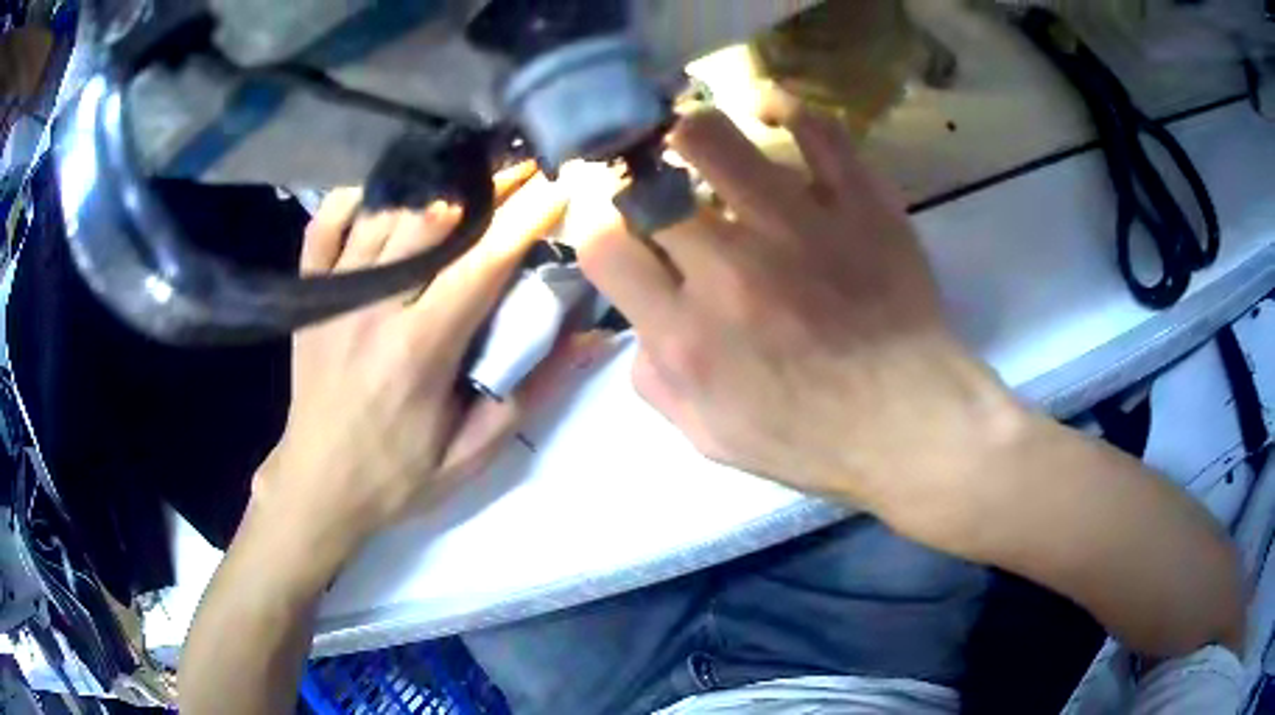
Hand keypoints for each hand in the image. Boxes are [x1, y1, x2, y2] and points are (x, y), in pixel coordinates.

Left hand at [250, 164, 581, 567]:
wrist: (318, 486)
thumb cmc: (398, 477)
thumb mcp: (471, 455)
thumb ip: (529, 394)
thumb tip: (589, 340)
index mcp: (418, 350)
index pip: (481, 264)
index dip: (526, 218)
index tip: (559, 184)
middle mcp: (372, 308)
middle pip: (435, 224)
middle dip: (488, 189)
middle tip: (523, 167)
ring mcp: (333, 296)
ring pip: (386, 216)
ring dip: (433, 190)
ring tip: (469, 174)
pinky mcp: (308, 296)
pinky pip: (325, 227)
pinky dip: (354, 200)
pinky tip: (382, 193)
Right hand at [573, 103, 1024, 517]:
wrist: (911, 423)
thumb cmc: (813, 440)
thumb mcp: (708, 437)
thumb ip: (655, 381)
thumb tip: (641, 325)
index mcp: (688, 335)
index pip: (602, 246)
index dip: (597, 225)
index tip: (616, 224)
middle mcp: (731, 270)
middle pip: (648, 186)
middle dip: (636, 178)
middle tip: (651, 178)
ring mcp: (799, 227)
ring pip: (713, 138)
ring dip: (690, 133)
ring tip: (695, 140)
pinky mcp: (858, 205)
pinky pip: (817, 130)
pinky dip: (787, 107)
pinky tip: (770, 108)